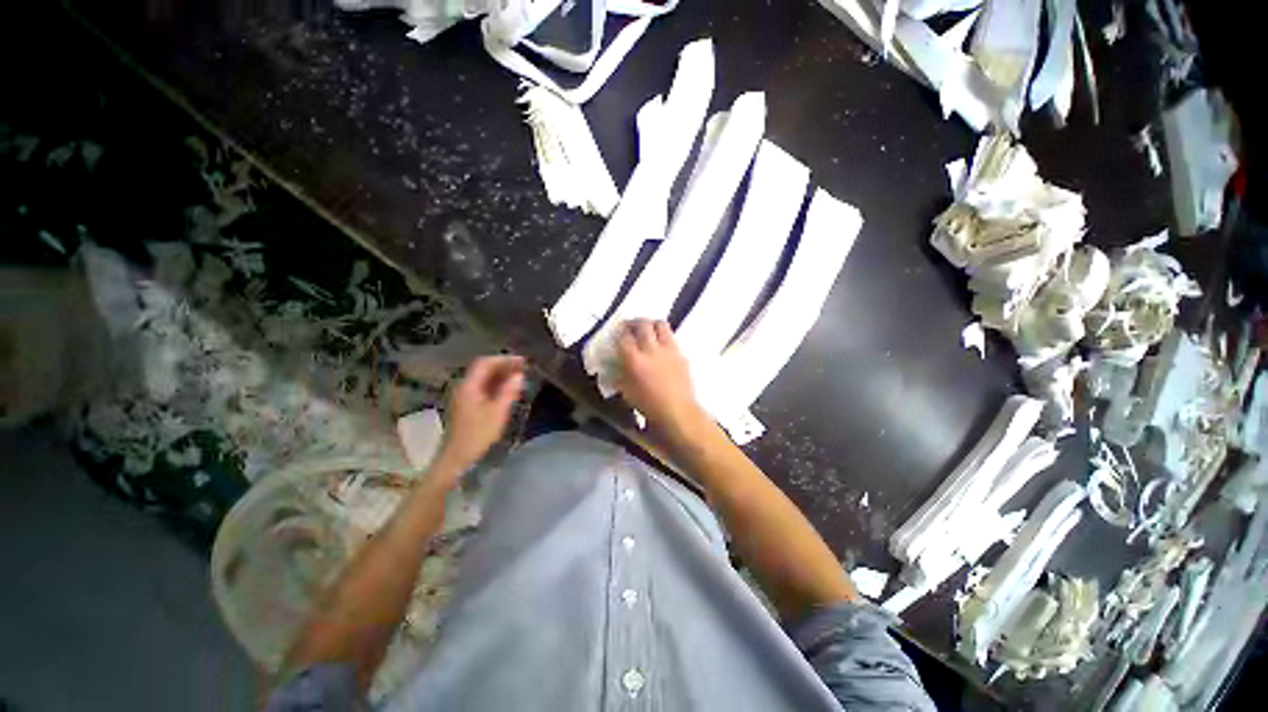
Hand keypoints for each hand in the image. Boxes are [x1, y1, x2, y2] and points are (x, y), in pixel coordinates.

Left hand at [439, 355, 525, 472]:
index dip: (504, 359)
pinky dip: (496, 385)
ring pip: (483, 379)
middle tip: (524, 368)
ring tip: (519, 377)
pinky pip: (482, 388)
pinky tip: (507, 390)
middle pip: (484, 369)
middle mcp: (464, 387)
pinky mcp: (466, 405)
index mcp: (469, 386)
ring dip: (501, 375)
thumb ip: (508, 392)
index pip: (485, 363)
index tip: (522, 361)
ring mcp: (464, 396)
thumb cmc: (477, 435)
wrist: (456, 458)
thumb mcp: (497, 413)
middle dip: (504, 366)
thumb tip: (519, 375)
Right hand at [616, 320, 708, 438]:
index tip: (618, 332)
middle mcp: (651, 349)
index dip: (620, 331)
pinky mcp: (681, 353)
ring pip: (660, 324)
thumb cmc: (648, 406)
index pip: (624, 337)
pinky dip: (664, 337)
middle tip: (631, 326)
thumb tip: (617, 361)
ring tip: (648, 330)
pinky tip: (661, 346)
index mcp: (635, 360)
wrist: (677, 411)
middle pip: (643, 324)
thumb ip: (620, 372)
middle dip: (635, 322)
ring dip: (651, 324)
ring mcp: (668, 349)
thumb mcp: (626, 391)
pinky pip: (671, 337)